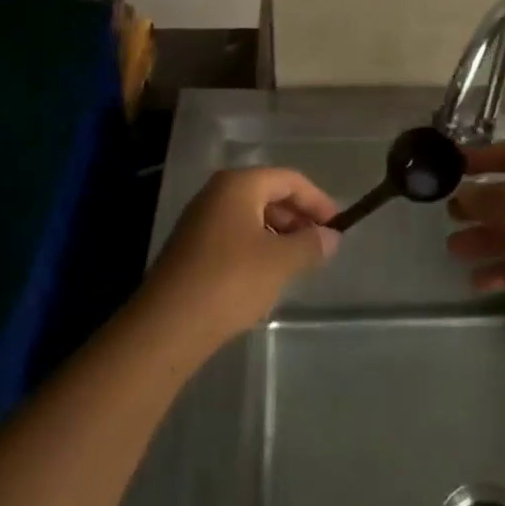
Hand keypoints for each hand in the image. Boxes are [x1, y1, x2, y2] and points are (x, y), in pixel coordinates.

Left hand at [142, 167, 339, 350]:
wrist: (167, 326)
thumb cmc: (230, 281)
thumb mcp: (280, 262)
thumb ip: (310, 244)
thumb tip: (331, 236)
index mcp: (238, 185)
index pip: (289, 179)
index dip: (317, 200)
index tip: (337, 225)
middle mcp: (216, 193)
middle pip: (268, 194)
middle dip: (297, 216)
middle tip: (320, 243)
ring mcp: (199, 220)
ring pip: (250, 216)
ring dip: (278, 233)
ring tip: (297, 261)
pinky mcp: (190, 248)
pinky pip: (233, 235)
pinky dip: (256, 247)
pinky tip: (265, 275)